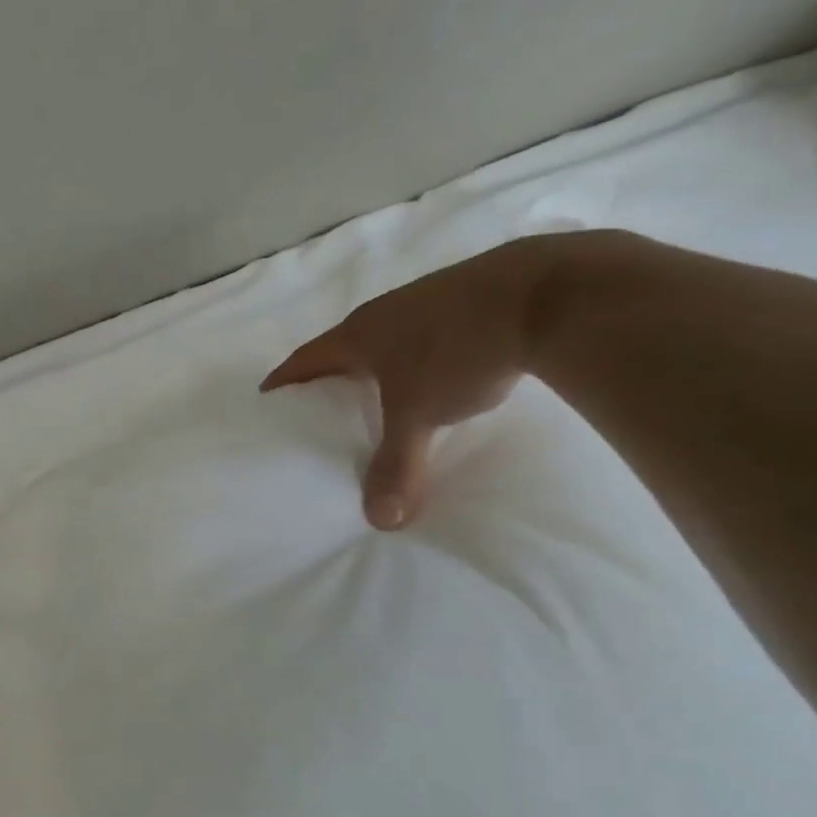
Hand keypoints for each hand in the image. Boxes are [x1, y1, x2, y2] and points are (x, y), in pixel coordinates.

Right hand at [262, 233, 591, 528]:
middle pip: (345, 344)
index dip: (286, 376)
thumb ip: (397, 466)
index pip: (308, 357)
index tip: (268, 392)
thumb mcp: (419, 415)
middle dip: (330, 372)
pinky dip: (419, 356)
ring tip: (377, 392)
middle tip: (321, 401)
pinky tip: (437, 374)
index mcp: (361, 333)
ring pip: (389, 337)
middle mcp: (387, 311)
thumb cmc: (458, 352)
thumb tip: (380, 521)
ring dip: (378, 362)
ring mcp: (429, 299)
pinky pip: (428, 332)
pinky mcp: (469, 298)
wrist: (547, 294)